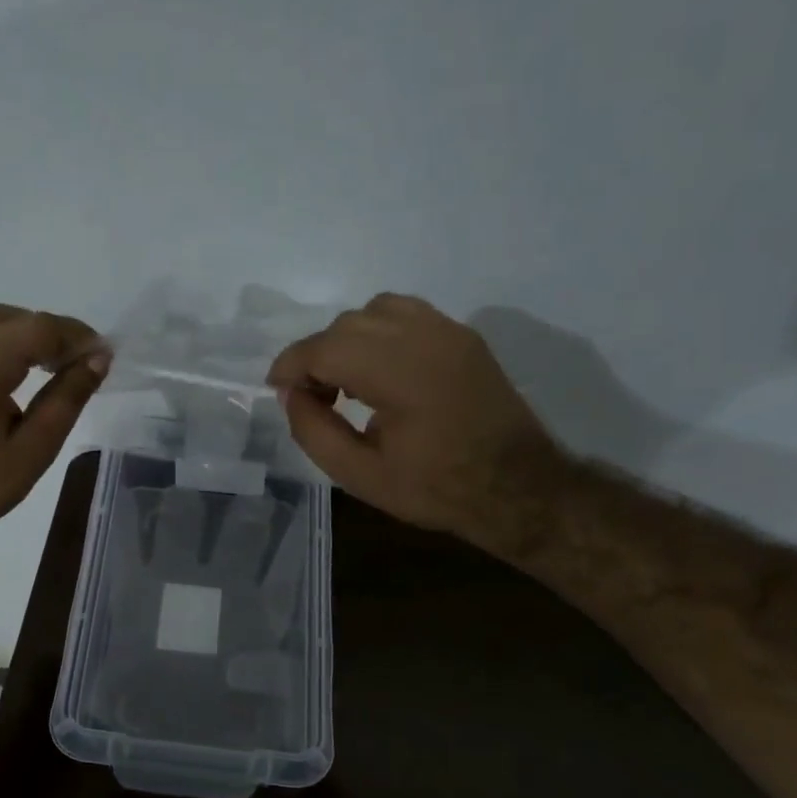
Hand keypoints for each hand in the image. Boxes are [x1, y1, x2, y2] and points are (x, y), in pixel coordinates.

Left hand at [0, 303, 107, 546]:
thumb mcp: (34, 449)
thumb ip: (67, 399)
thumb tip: (97, 360)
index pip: (43, 328)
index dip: (79, 339)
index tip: (105, 359)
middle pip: (18, 319)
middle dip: (55, 336)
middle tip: (80, 367)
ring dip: (23, 333)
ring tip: (46, 363)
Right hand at [267, 293, 562, 549]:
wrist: (518, 487)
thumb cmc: (436, 488)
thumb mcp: (360, 476)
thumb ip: (314, 432)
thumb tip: (291, 395)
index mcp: (398, 373)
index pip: (325, 347)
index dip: (291, 366)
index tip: (278, 390)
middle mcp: (423, 337)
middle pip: (347, 324)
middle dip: (318, 355)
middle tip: (315, 398)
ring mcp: (448, 331)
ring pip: (376, 309)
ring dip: (349, 339)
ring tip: (348, 380)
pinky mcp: (463, 336)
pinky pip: (407, 314)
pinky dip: (380, 331)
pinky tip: (382, 370)